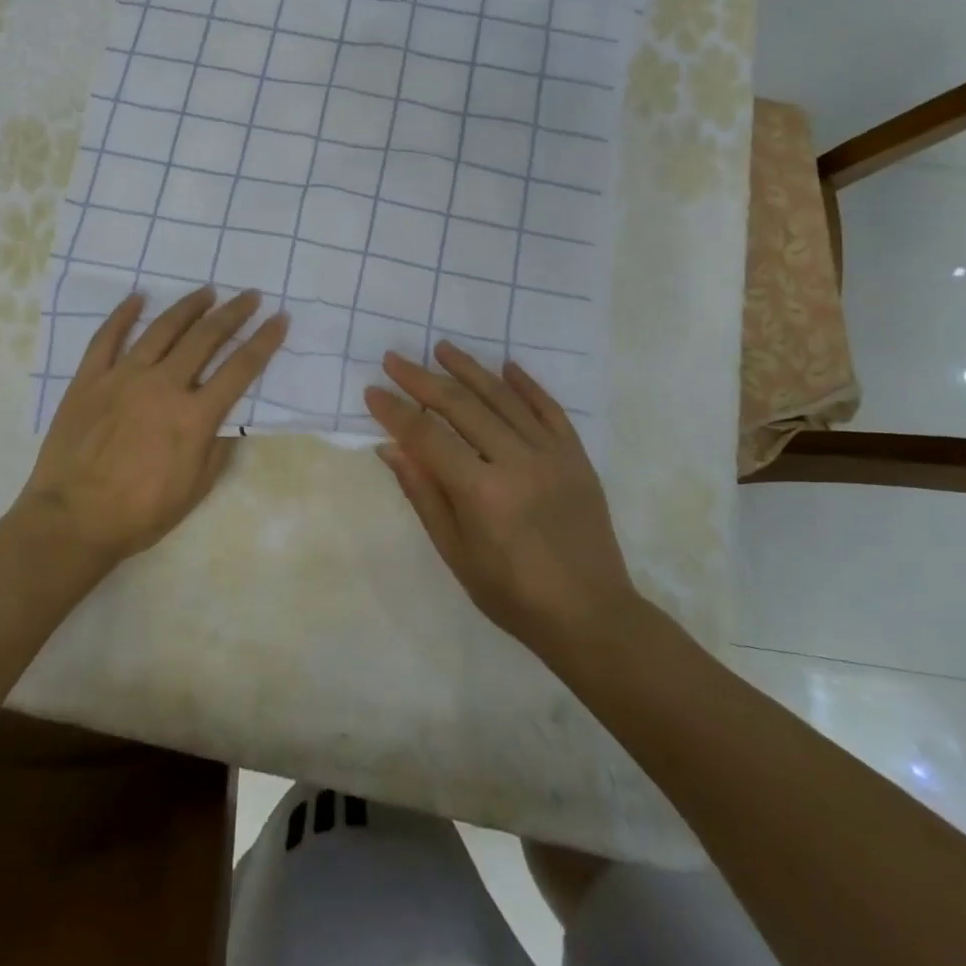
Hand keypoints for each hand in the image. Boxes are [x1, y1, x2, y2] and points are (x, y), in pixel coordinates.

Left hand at [17, 286, 286, 566]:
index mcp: (194, 416)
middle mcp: (163, 386)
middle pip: (205, 338)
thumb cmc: (140, 512)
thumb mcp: (195, 489)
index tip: (280, 318)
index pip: (240, 369)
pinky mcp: (89, 379)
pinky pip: (107, 338)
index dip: (264, 341)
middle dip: (233, 313)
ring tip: (206, 291)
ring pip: (162, 330)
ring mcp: (123, 377)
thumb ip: (218, 448)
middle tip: (250, 295)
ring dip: (188, 307)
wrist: (73, 520)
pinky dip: (123, 315)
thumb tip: (231, 417)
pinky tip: (138, 298)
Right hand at [365, 342, 644, 662]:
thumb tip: (391, 448)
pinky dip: (527, 385)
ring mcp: (551, 455)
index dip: (396, 412)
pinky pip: (549, 409)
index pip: (427, 437)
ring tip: (442, 348)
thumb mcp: (456, 553)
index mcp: (481, 492)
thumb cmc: (512, 595)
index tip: (373, 391)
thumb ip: (423, 494)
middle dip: (422, 379)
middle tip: (395, 359)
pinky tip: (507, 366)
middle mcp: (516, 462)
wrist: (592, 617)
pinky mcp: (576, 457)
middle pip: (461, 407)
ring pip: (503, 398)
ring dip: (469, 369)